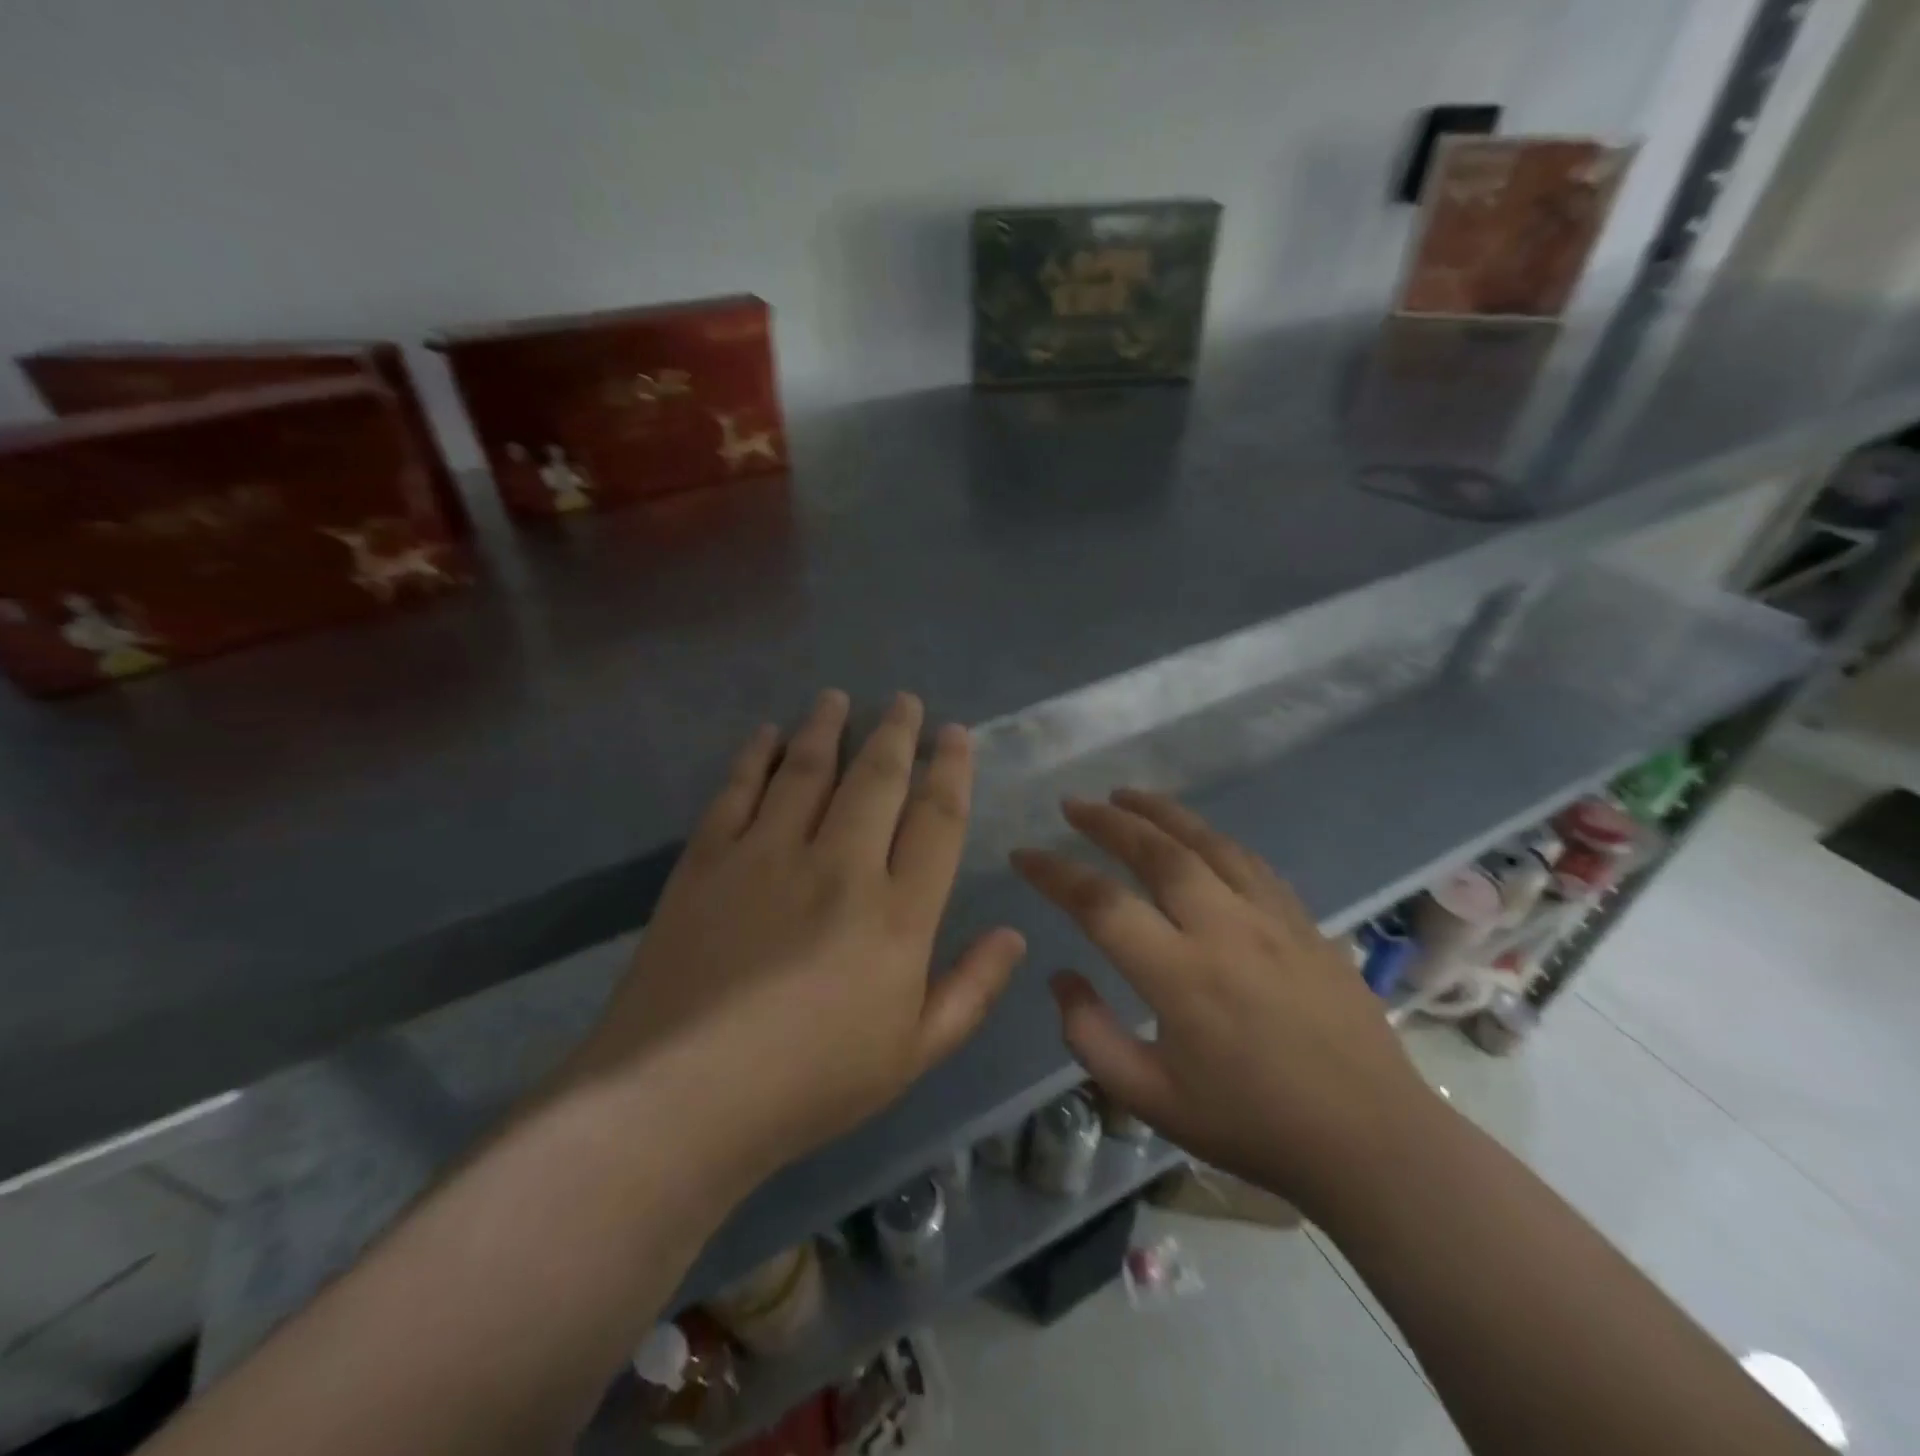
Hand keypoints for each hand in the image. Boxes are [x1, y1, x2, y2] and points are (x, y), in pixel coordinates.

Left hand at [572, 690, 1025, 1186]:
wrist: (680, 1096)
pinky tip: (767, 734)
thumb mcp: (912, 1053)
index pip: (937, 819)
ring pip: (809, 768)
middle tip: (905, 700)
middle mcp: (840, 865)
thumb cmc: (810, 1083)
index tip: (956, 734)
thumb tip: (1013, 934)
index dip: (951, 769)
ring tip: (839, 698)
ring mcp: (768, 854)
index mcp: (897, 913)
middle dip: (897, 732)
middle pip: (877, 778)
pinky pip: (739, 789)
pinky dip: (757, 755)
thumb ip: (971, 989)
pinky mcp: (709, 859)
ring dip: (828, 726)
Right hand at [1012, 790, 1429, 1213]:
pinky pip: (1248, 862)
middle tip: (1072, 805)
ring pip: (1206, 842)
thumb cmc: (1251, 1125)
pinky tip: (1194, 836)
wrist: (1369, 1139)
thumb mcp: (1150, 1099)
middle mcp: (1223, 929)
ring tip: (1124, 795)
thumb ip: (1090, 1036)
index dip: (1053, 873)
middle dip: (1106, 821)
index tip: (1023, 856)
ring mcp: (1271, 918)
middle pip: (1155, 851)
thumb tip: (1061, 977)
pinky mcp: (1304, 921)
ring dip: (1159, 812)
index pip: (1100, 903)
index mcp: (1179, 975)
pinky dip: (1210, 838)